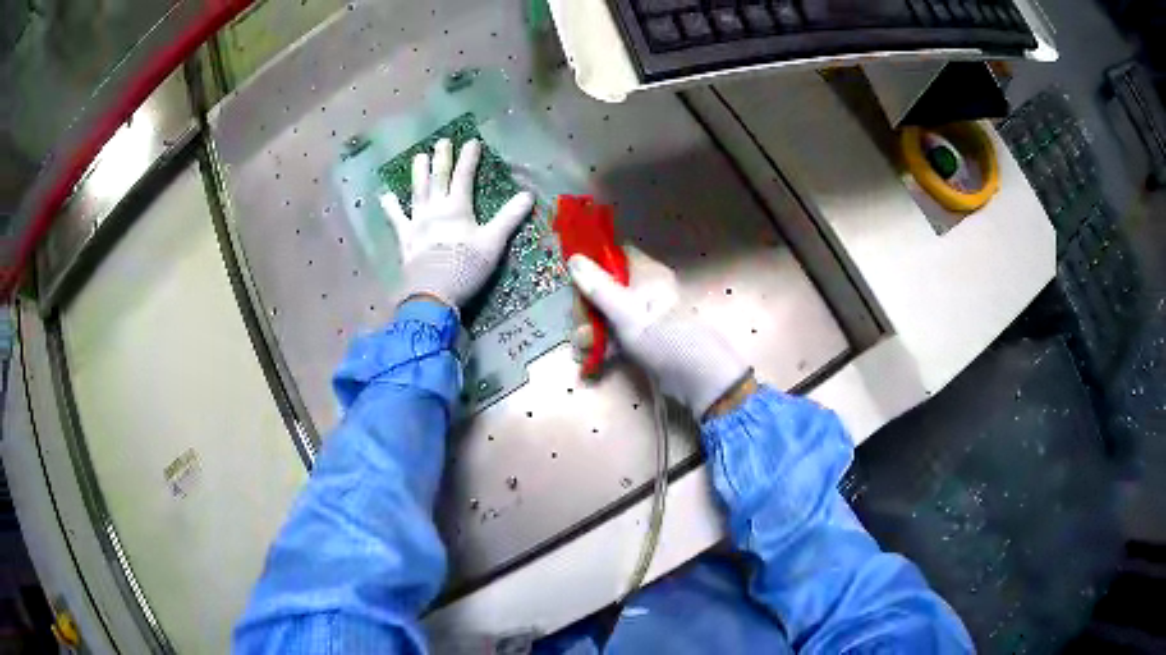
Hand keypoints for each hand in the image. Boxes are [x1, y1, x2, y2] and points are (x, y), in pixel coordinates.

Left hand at [380, 138, 534, 307]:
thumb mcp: (493, 243)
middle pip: (438, 179)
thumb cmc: (466, 268)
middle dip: (441, 158)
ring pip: (417, 192)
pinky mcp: (405, 239)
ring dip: (418, 173)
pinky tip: (385, 196)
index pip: (464, 177)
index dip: (468, 158)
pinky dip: (390, 207)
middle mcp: (435, 210)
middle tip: (442, 141)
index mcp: (457, 208)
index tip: (472, 141)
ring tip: (418, 156)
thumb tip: (529, 195)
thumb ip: (509, 218)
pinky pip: (396, 219)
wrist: (433, 293)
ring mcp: (417, 223)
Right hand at [567, 246, 751, 419]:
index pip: (614, 254)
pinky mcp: (642, 338)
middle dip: (586, 308)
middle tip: (581, 328)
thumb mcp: (626, 312)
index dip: (592, 262)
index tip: (572, 280)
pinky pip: (615, 333)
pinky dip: (602, 344)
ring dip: (590, 330)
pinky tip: (592, 358)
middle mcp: (644, 289)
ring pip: (607, 313)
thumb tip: (574, 258)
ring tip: (584, 350)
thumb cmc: (664, 338)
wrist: (697, 378)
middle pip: (604, 286)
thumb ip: (598, 286)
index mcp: (646, 273)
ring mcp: (643, 314)